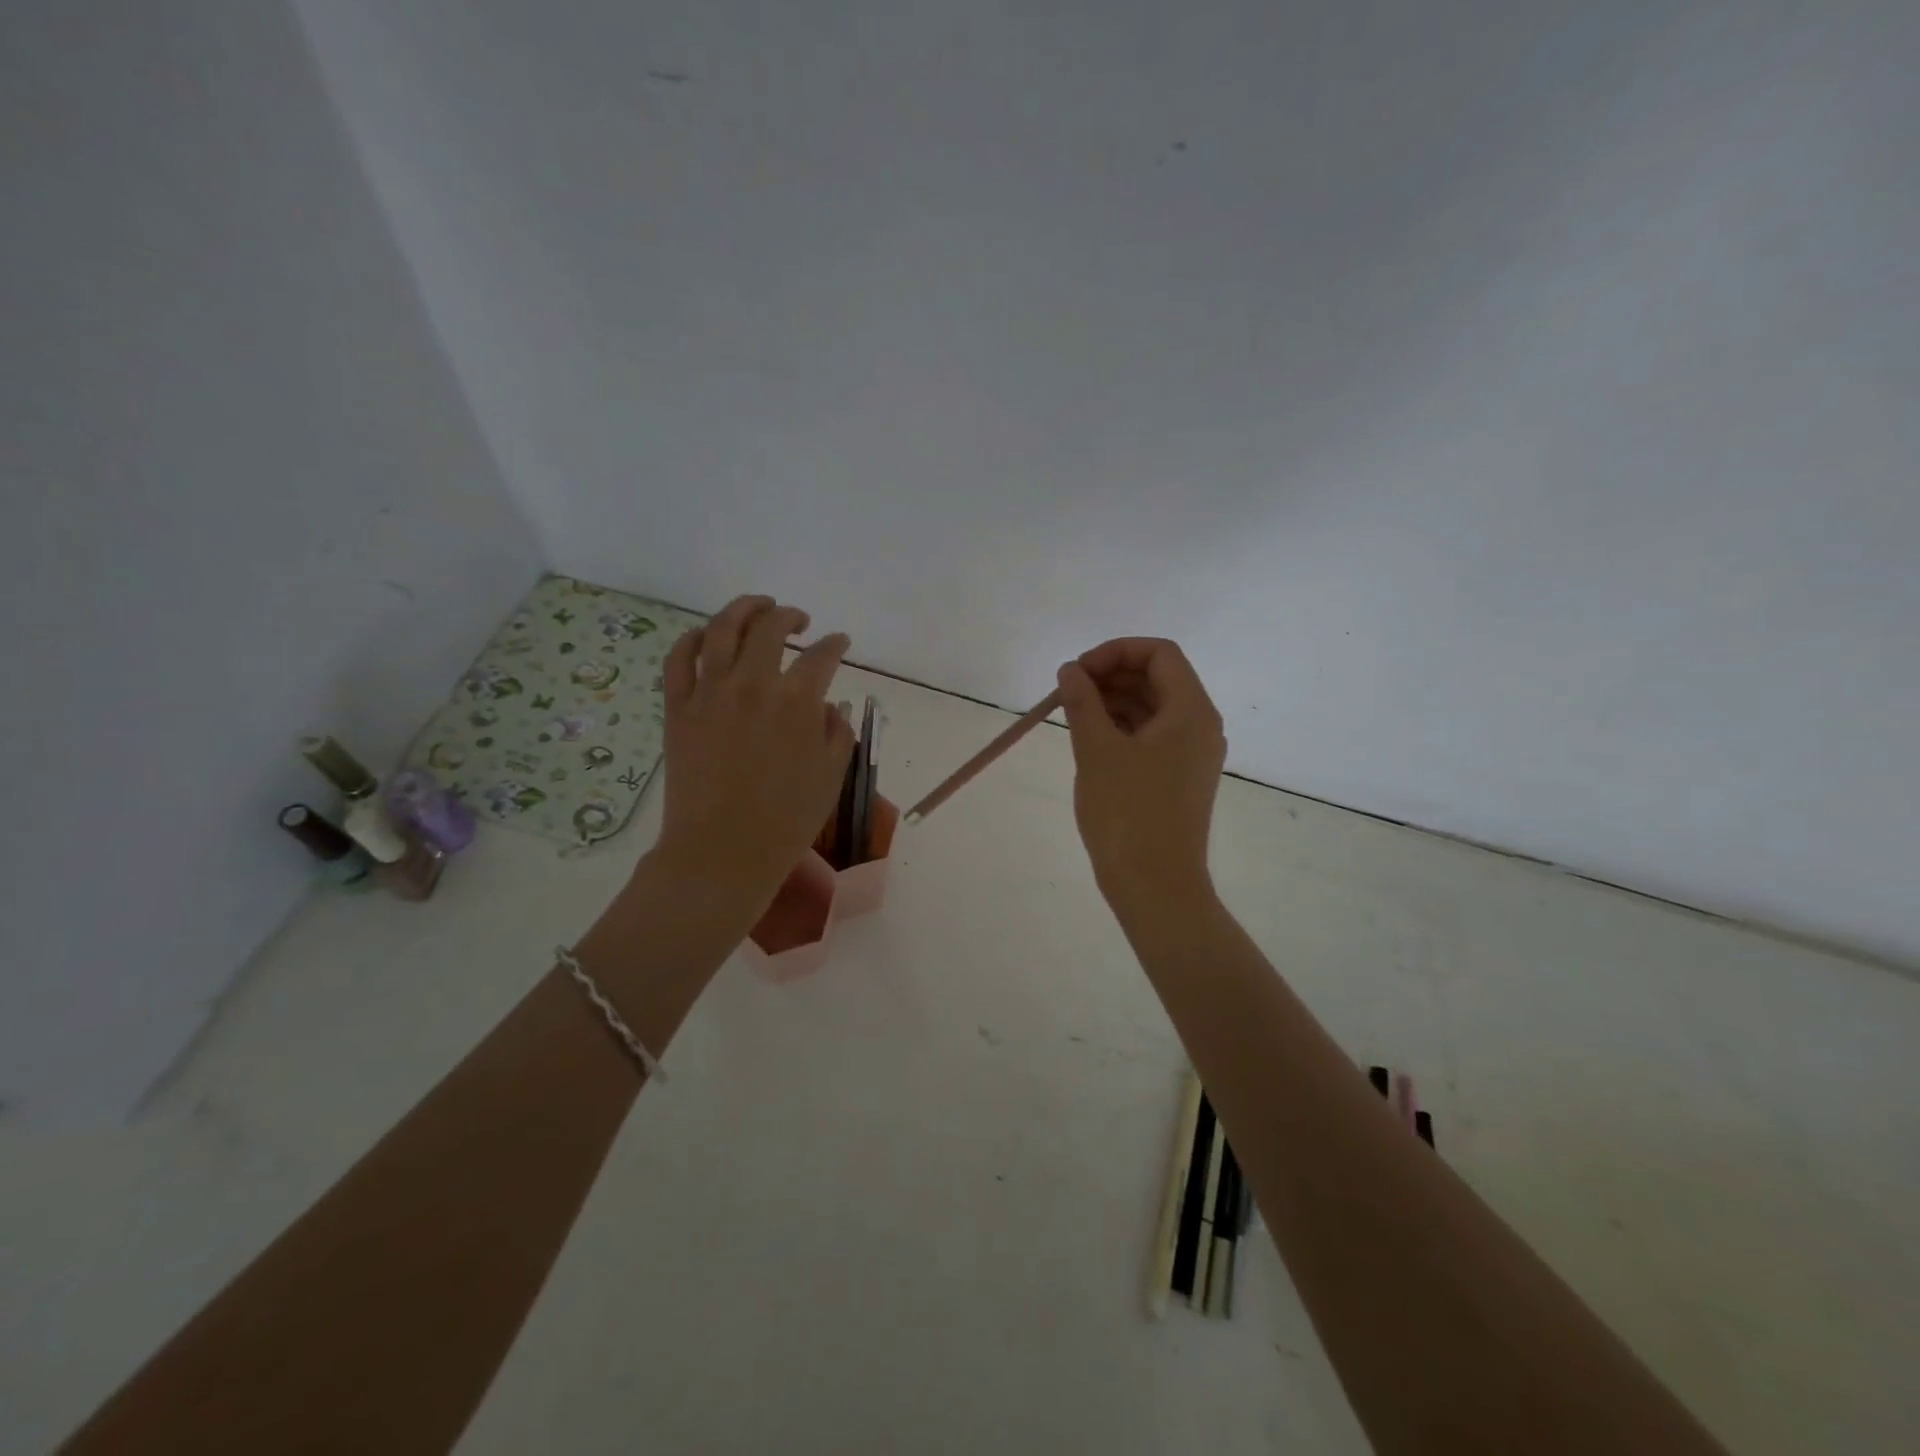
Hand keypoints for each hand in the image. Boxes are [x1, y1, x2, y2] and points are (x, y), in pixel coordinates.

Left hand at [651, 595, 853, 916]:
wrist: (722, 851)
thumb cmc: (786, 820)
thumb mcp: (830, 776)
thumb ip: (837, 731)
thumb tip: (830, 704)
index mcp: (798, 701)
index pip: (823, 655)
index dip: (836, 644)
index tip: (840, 642)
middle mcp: (753, 684)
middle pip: (771, 628)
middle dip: (790, 616)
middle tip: (800, 620)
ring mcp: (710, 692)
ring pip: (723, 628)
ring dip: (744, 608)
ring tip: (758, 605)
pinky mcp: (678, 707)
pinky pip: (679, 658)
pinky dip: (693, 638)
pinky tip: (707, 635)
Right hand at [1056, 638, 1226, 907]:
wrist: (1155, 885)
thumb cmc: (1127, 812)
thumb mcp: (1096, 750)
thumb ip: (1082, 702)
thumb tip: (1070, 670)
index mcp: (1191, 711)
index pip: (1159, 654)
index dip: (1115, 651)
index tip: (1077, 671)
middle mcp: (1200, 726)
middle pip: (1158, 678)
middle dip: (1111, 675)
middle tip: (1068, 690)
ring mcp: (1192, 754)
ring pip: (1152, 708)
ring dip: (1113, 700)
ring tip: (1072, 712)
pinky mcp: (1179, 778)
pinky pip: (1151, 736)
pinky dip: (1121, 727)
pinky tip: (1089, 737)